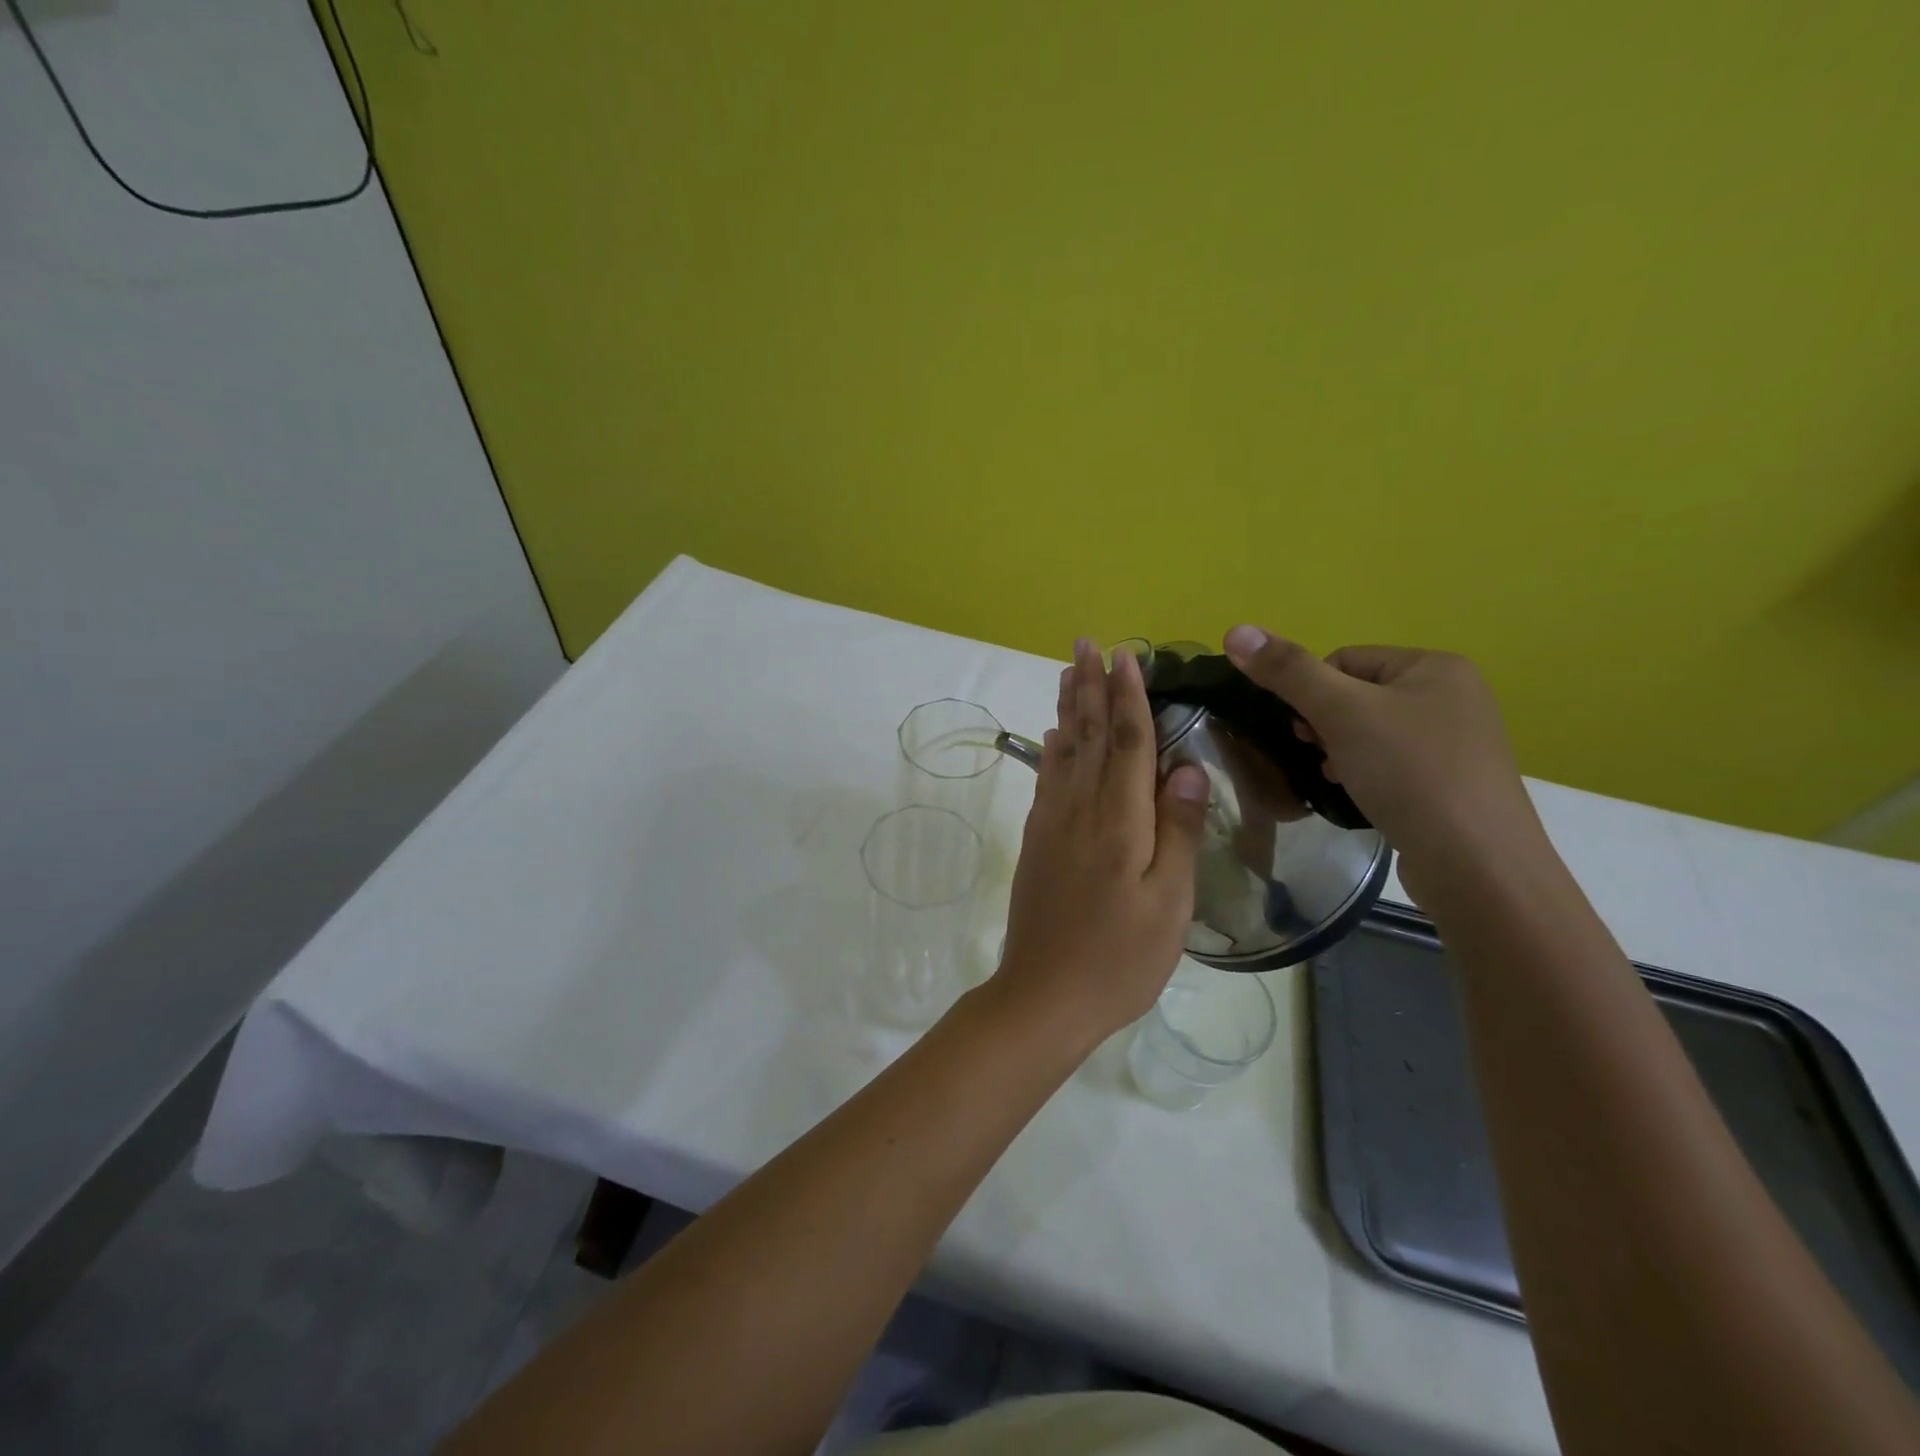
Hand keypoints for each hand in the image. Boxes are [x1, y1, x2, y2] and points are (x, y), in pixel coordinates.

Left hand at [995, 640, 1210, 1042]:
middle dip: (1091, 687)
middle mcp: (1080, 810)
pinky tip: (1056, 735)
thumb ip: (1178, 831)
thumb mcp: (1169, 903)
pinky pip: (1048, 779)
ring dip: (1070, 707)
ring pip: (1064, 751)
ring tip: (1069, 672)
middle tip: (1087, 643)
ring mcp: (1052, 824)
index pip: (1128, 742)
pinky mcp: (1037, 841)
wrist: (1044, 996)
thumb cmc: (1120, 958)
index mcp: (1119, 821)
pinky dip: (1053, 748)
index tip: (1126, 656)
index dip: (1129, 696)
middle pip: (1090, 735)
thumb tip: (1188, 766)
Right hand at [1221, 626, 1543, 900]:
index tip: (1304, 730)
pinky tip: (1360, 796)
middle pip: (1357, 695)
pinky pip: (1392, 763)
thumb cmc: (1409, 773)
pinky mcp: (1453, 782)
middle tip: (1318, 755)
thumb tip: (1235, 630)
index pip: (1344, 660)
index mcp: (1434, 666)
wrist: (1476, 864)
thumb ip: (1287, 671)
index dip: (1311, 692)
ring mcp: (1457, 741)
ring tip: (1336, 779)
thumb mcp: (1341, 713)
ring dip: (1341, 751)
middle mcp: (1453, 695)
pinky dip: (1367, 774)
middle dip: (1326, 724)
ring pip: (1371, 732)